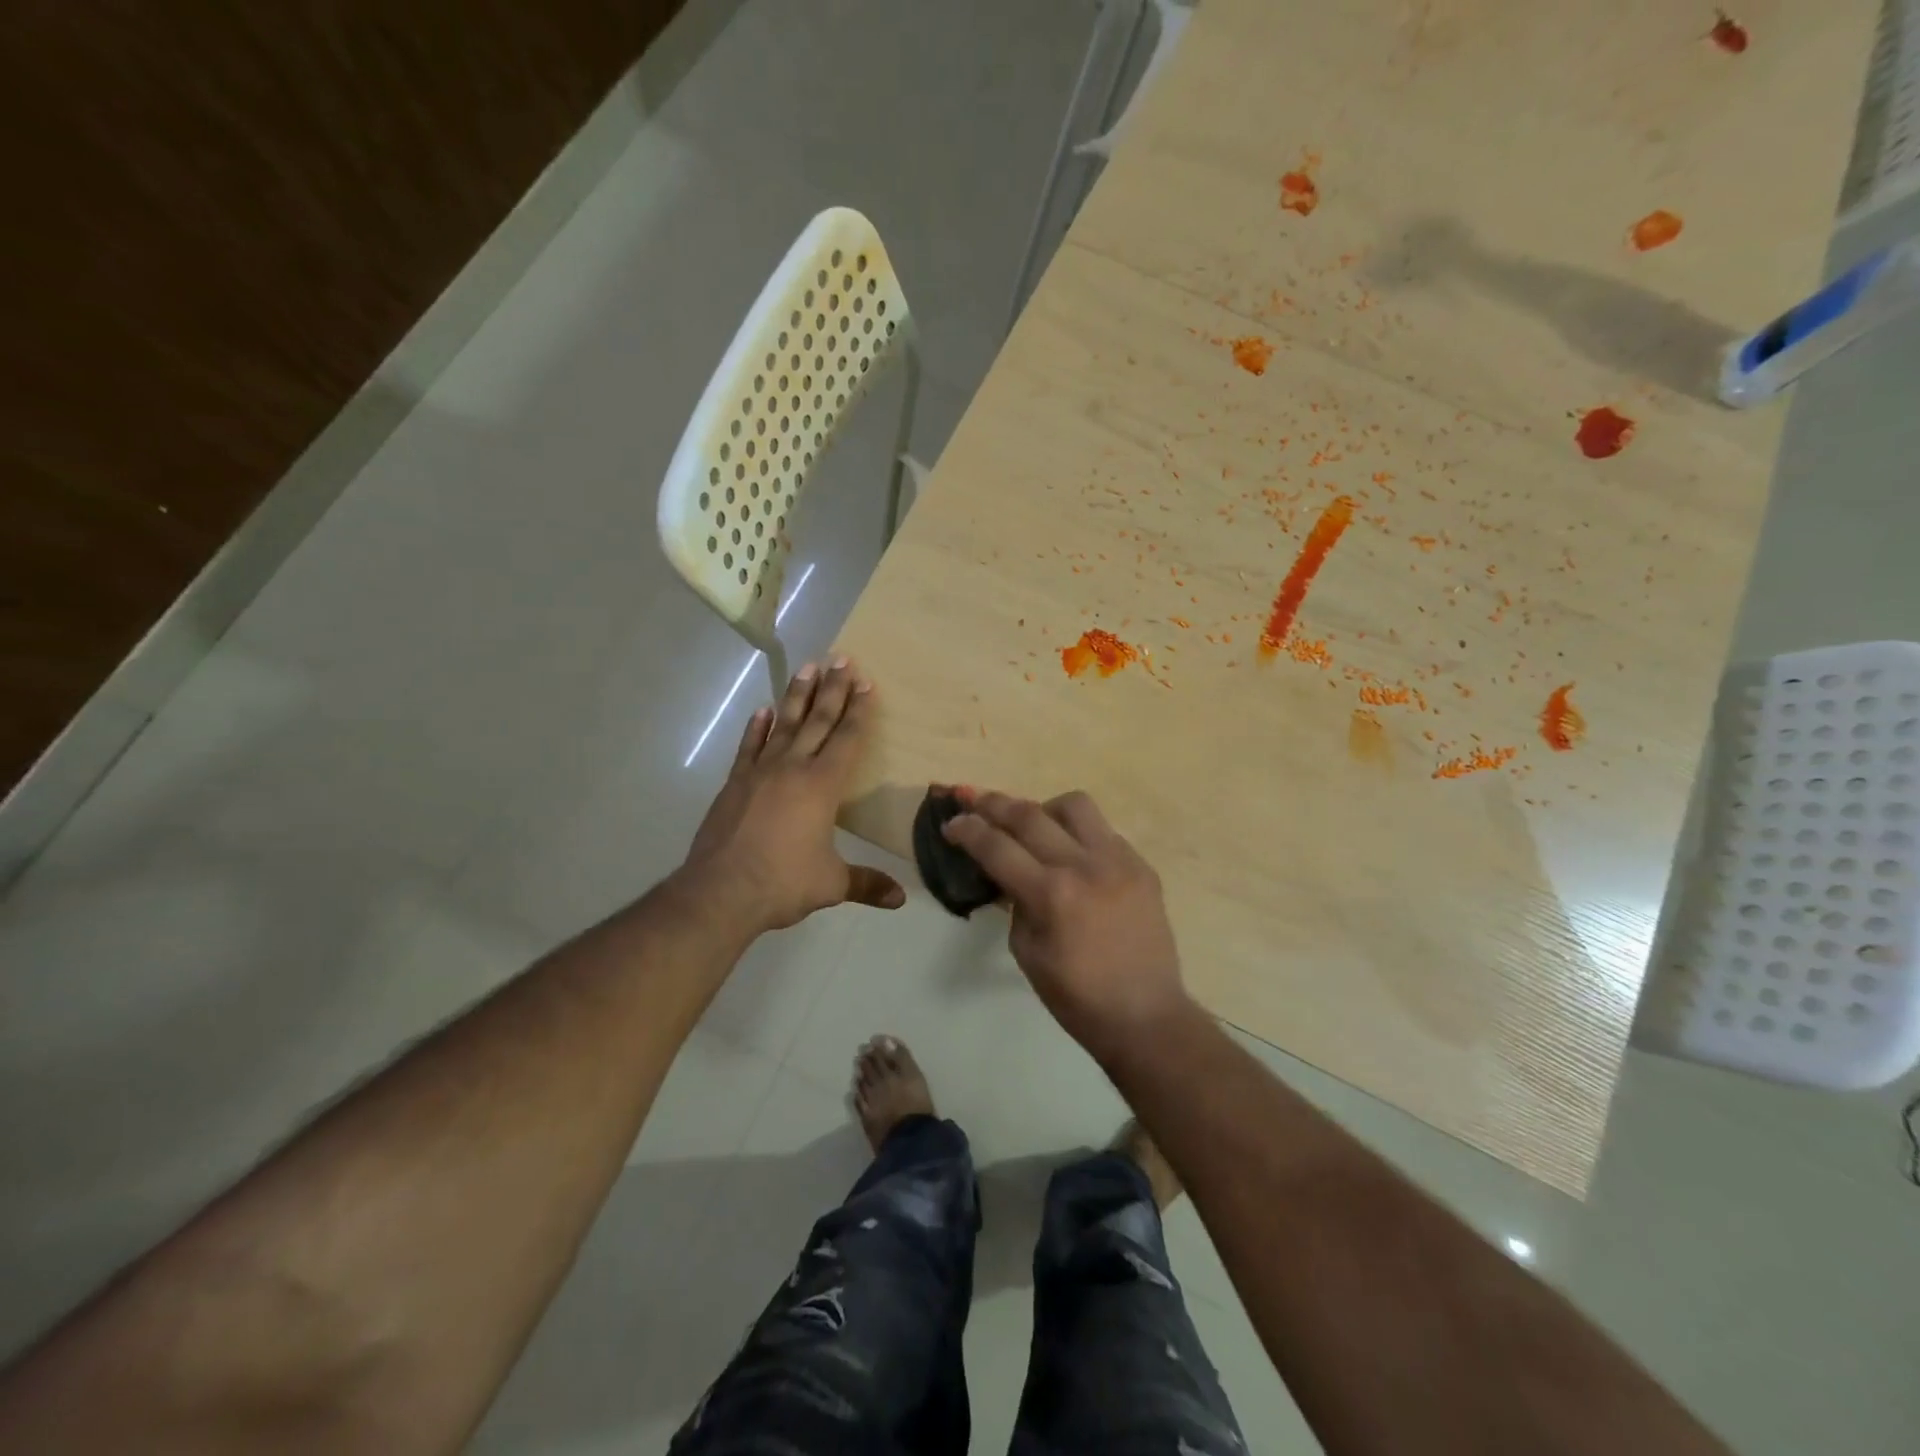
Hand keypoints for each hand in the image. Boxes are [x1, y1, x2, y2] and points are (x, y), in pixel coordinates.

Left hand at [680, 659, 905, 932]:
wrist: (721, 891)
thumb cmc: (783, 882)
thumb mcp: (831, 884)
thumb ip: (867, 884)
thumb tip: (901, 899)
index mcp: (822, 786)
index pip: (846, 739)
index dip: (858, 711)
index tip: (866, 682)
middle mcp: (793, 769)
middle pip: (817, 721)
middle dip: (833, 689)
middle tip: (841, 658)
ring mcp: (760, 772)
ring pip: (784, 724)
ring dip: (797, 695)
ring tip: (808, 667)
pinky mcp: (735, 783)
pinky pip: (750, 747)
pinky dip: (758, 727)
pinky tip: (763, 710)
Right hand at [943, 789, 1190, 1060]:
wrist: (1146, 1015)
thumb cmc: (1077, 997)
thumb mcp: (1027, 952)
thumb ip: (1015, 902)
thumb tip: (1010, 872)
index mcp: (1051, 894)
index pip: (997, 847)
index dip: (968, 830)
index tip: (951, 823)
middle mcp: (1085, 866)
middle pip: (1029, 814)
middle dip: (994, 804)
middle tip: (975, 802)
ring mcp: (1119, 861)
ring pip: (1075, 806)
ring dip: (1045, 809)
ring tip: (1035, 827)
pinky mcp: (1142, 866)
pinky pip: (1104, 832)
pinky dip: (1080, 835)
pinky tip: (1073, 857)